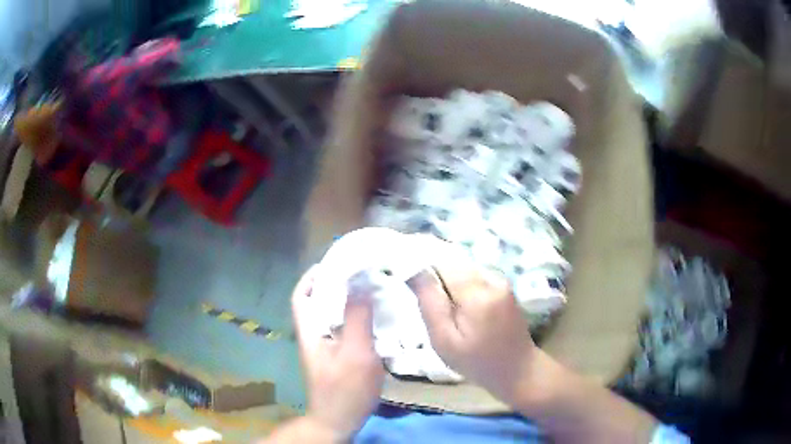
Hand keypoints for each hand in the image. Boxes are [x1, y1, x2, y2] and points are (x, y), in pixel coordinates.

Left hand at [292, 266, 383, 440]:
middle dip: (336, 283)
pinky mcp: (337, 357)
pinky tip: (376, 317)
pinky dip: (357, 317)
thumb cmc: (344, 389)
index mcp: (310, 330)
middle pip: (318, 301)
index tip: (337, 261)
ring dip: (348, 299)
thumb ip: (357, 318)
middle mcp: (314, 335)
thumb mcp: (355, 353)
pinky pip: (345, 328)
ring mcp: (325, 347)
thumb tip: (361, 283)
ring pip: (332, 315)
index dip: (314, 276)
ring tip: (372, 288)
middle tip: (362, 272)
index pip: (302, 295)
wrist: (339, 421)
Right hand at [406, 238, 538, 405]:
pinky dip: (463, 287)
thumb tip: (415, 271)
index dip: (423, 269)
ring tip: (446, 310)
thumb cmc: (477, 362)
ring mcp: (501, 281)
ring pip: (464, 269)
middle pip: (454, 263)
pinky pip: (476, 277)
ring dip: (450, 282)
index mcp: (476, 293)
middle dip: (437, 277)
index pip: (442, 263)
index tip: (412, 285)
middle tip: (429, 304)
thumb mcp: (444, 341)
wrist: (518, 370)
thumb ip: (430, 303)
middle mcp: (492, 279)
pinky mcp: (505, 286)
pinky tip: (462, 309)